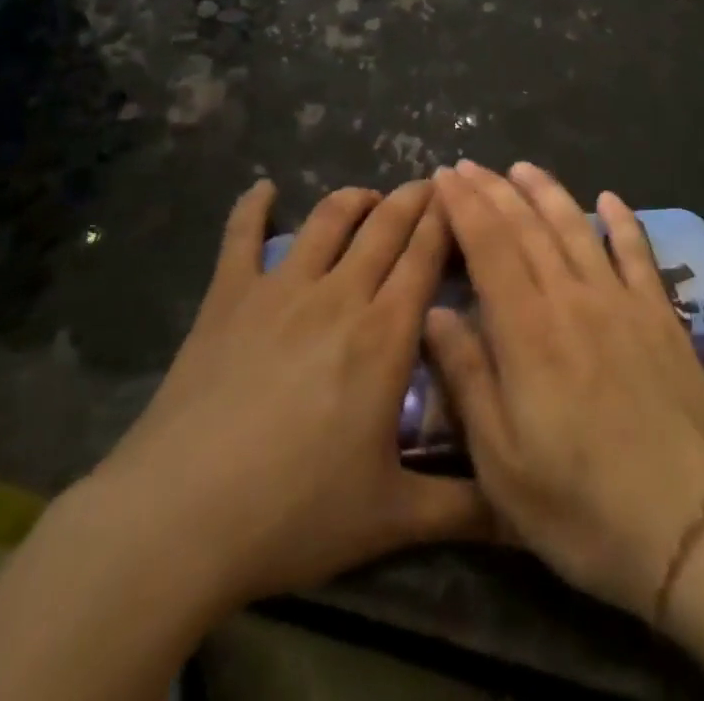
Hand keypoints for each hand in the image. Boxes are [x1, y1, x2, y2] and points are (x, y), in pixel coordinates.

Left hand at [88, 180, 491, 616]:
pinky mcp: (228, 296)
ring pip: (328, 219)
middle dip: (412, 199)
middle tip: (428, 185)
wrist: (180, 517)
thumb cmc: (294, 513)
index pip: (425, 256)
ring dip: (354, 199)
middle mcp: (339, 294)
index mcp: (384, 334)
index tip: (461, 198)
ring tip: (369, 198)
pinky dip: (253, 207)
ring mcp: (280, 288)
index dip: (446, 220)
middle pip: (385, 226)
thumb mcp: (391, 518)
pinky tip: (263, 190)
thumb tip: (523, 514)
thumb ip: (464, 508)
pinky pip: (241, 236)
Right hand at [425, 161, 703, 619]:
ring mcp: (621, 301)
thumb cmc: (578, 503)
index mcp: (527, 330)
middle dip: (494, 190)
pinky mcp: (660, 315)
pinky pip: (638, 253)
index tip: (444, 177)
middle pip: (527, 227)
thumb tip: (436, 312)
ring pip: (577, 228)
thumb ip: (467, 377)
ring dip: (547, 192)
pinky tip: (610, 198)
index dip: (464, 205)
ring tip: (523, 167)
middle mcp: (571, 298)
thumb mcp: (500, 461)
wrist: (685, 525)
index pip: (488, 246)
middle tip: (470, 165)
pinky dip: (622, 221)